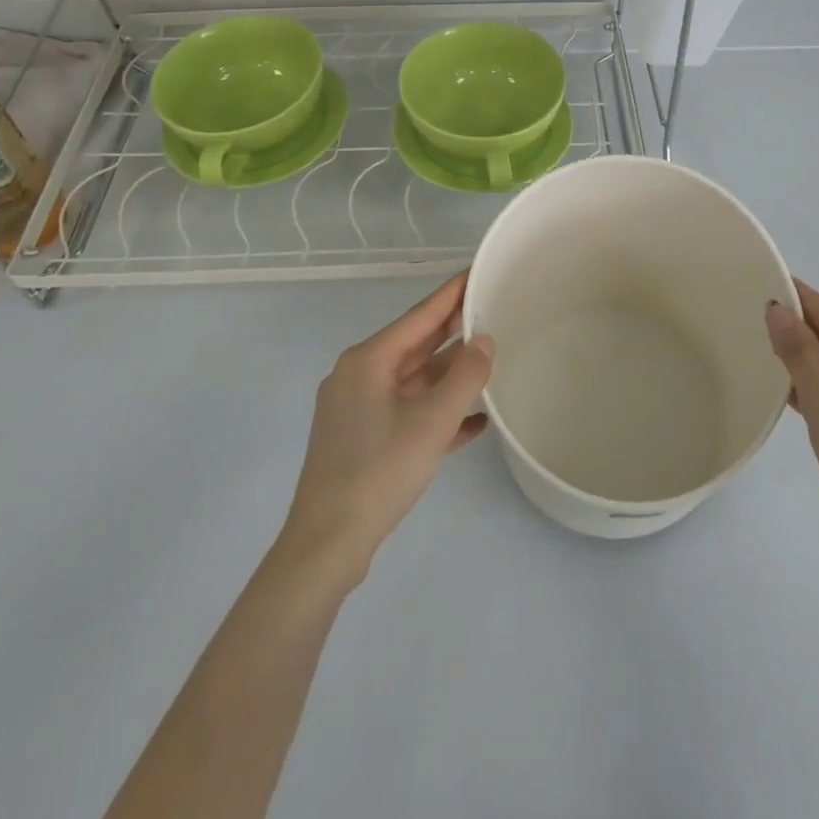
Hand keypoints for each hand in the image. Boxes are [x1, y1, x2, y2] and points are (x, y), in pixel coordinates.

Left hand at [279, 273, 494, 589]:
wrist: (327, 546)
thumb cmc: (379, 471)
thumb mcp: (432, 422)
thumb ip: (465, 376)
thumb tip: (485, 339)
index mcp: (368, 361)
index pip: (418, 315)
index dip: (450, 294)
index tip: (475, 272)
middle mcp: (359, 377)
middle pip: (415, 345)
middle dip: (453, 332)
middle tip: (491, 310)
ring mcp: (359, 410)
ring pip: (413, 381)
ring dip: (449, 375)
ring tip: (490, 360)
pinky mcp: (363, 441)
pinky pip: (408, 413)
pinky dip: (438, 412)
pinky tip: (475, 420)